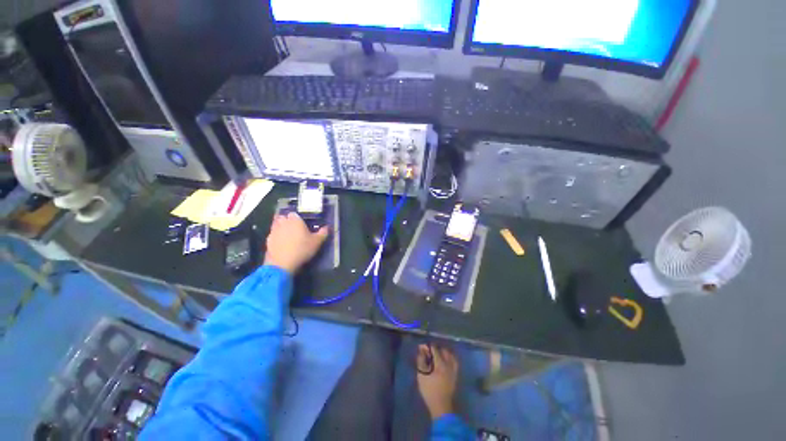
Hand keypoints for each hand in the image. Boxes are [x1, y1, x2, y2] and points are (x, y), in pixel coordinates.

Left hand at [263, 212, 328, 273]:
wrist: (282, 263)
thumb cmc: (302, 249)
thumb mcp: (317, 242)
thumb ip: (323, 233)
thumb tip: (327, 227)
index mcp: (295, 220)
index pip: (294, 213)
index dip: (297, 217)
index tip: (302, 222)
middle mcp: (283, 223)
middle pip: (283, 217)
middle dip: (287, 220)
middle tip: (294, 227)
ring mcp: (273, 231)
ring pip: (276, 225)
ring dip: (280, 227)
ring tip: (287, 234)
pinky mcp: (268, 241)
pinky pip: (272, 235)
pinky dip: (276, 237)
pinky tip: (282, 243)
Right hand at [416, 345, 458, 419]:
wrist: (441, 405)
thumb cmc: (429, 390)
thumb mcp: (421, 376)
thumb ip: (421, 362)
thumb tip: (421, 351)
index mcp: (440, 364)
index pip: (434, 349)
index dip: (427, 346)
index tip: (422, 347)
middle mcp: (448, 364)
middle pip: (443, 351)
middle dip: (436, 349)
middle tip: (429, 351)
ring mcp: (453, 370)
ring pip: (450, 356)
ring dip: (444, 352)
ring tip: (438, 354)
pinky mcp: (455, 375)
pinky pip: (455, 362)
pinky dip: (451, 358)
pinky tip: (446, 360)